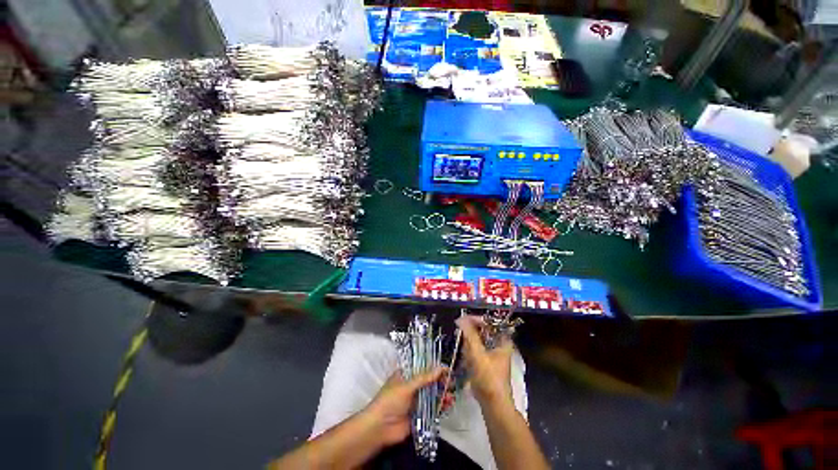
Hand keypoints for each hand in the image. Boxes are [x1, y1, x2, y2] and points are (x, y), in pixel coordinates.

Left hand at [364, 367, 445, 446]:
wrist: (380, 429)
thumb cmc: (390, 401)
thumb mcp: (407, 386)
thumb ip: (424, 378)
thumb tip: (441, 367)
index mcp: (406, 375)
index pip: (422, 367)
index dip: (434, 367)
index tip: (447, 369)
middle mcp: (412, 386)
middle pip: (429, 381)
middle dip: (441, 382)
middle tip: (451, 383)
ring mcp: (416, 401)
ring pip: (432, 395)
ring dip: (442, 394)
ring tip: (451, 396)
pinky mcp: (420, 415)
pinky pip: (432, 409)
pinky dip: (441, 407)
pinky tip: (448, 405)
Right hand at [457, 315, 513, 407]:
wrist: (493, 405)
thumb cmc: (489, 378)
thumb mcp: (478, 354)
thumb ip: (469, 335)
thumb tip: (461, 319)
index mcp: (503, 341)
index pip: (489, 322)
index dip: (476, 319)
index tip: (463, 320)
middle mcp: (499, 345)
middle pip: (482, 331)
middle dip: (471, 335)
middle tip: (463, 339)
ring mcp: (492, 354)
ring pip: (477, 342)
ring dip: (469, 346)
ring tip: (467, 356)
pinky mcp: (486, 363)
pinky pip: (475, 352)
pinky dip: (470, 354)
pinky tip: (467, 363)